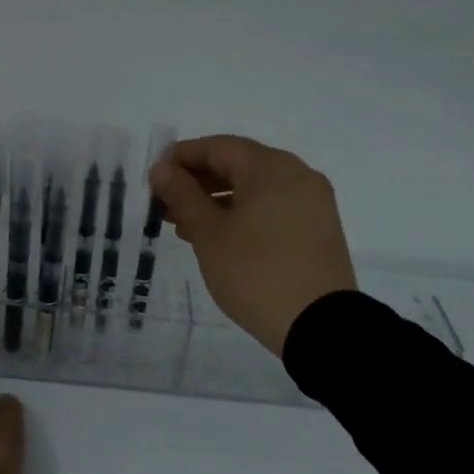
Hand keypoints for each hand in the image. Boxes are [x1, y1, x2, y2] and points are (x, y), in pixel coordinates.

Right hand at [148, 134, 357, 356]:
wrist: (319, 326)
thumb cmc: (255, 273)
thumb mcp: (209, 233)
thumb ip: (183, 195)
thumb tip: (162, 168)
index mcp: (271, 167)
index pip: (218, 147)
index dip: (182, 157)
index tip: (155, 178)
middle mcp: (297, 175)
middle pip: (239, 165)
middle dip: (198, 182)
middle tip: (165, 206)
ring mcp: (313, 202)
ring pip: (256, 189)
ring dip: (218, 201)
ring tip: (185, 227)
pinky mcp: (318, 229)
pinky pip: (273, 208)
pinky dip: (243, 214)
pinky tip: (219, 238)